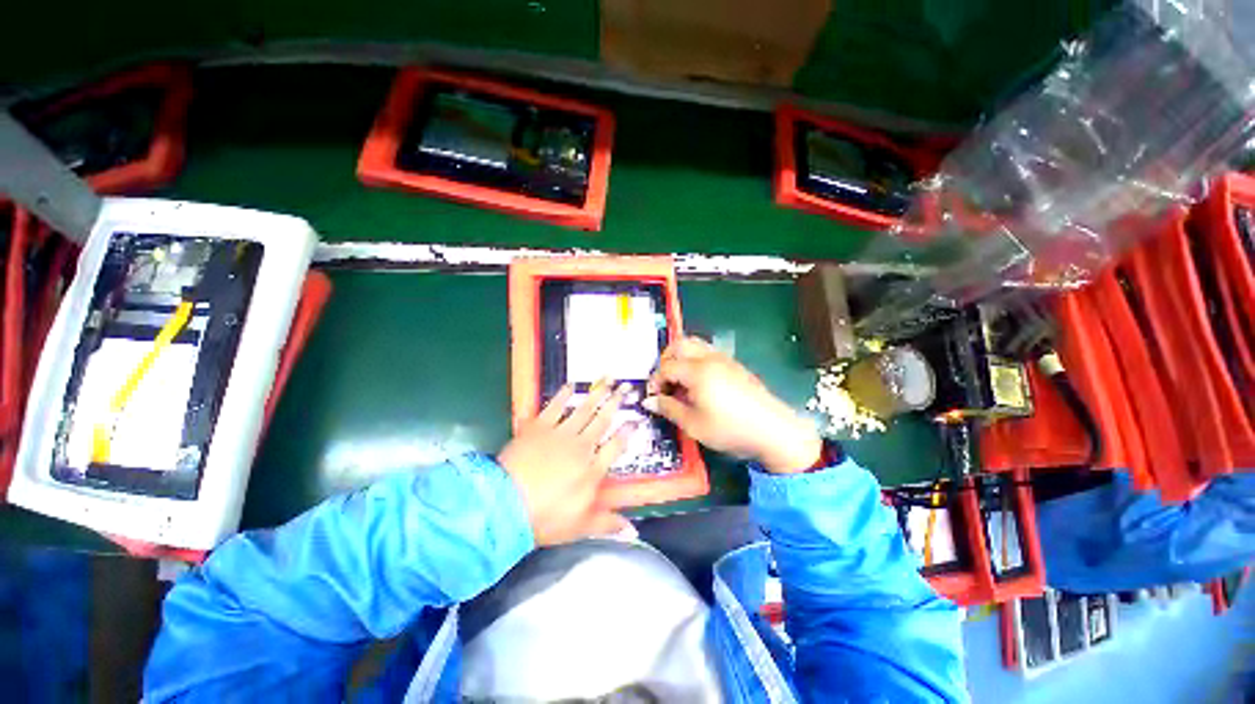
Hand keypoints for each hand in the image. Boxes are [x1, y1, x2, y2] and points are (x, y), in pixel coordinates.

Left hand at [498, 380, 633, 546]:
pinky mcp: (538, 427)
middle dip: (616, 404)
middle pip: (602, 422)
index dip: (626, 434)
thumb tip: (634, 532)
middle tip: (626, 387)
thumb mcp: (579, 528)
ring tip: (608, 379)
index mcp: (592, 470)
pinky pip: (554, 407)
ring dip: (596, 394)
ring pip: (583, 410)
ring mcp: (559, 434)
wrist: (505, 505)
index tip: (634, 422)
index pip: (615, 448)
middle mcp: (580, 447)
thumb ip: (607, 524)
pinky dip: (563, 395)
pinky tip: (571, 385)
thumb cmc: (544, 519)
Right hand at [644, 337, 822, 473]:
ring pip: (695, 344)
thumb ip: (669, 409)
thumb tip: (649, 401)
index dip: (655, 381)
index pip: (666, 366)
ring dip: (681, 357)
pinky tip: (698, 383)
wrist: (773, 430)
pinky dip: (695, 360)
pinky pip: (707, 352)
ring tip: (679, 381)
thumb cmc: (730, 429)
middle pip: (679, 345)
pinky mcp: (734, 365)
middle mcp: (709, 358)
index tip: (653, 398)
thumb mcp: (694, 424)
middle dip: (666, 360)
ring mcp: (724, 359)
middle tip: (664, 382)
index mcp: (697, 371)